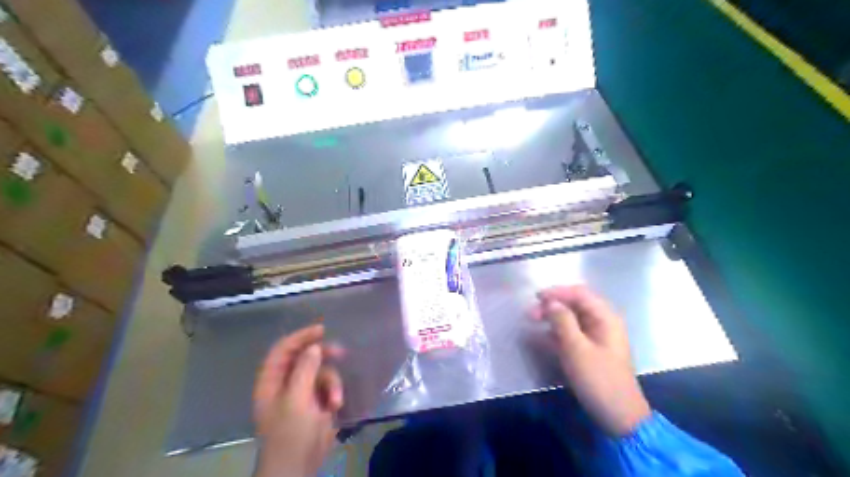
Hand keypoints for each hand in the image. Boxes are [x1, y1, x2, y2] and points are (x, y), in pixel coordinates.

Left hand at [254, 324, 342, 476]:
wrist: (299, 466)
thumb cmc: (290, 434)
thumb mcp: (296, 399)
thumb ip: (305, 370)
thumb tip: (314, 347)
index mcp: (271, 382)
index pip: (282, 350)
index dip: (300, 337)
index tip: (321, 330)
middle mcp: (285, 383)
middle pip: (304, 358)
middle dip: (323, 356)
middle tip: (340, 352)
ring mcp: (302, 393)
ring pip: (321, 372)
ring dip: (332, 383)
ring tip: (335, 400)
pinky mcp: (316, 402)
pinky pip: (328, 386)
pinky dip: (334, 393)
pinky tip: (336, 407)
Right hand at [533, 285, 652, 436]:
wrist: (619, 416)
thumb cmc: (598, 379)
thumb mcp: (576, 349)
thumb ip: (562, 321)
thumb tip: (551, 302)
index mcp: (606, 318)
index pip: (580, 294)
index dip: (557, 292)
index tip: (536, 297)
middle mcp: (604, 322)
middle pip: (576, 304)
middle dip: (553, 305)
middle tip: (531, 313)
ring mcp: (599, 336)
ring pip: (573, 318)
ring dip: (553, 317)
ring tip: (533, 321)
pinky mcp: (592, 349)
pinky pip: (573, 332)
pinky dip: (558, 330)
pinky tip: (544, 335)